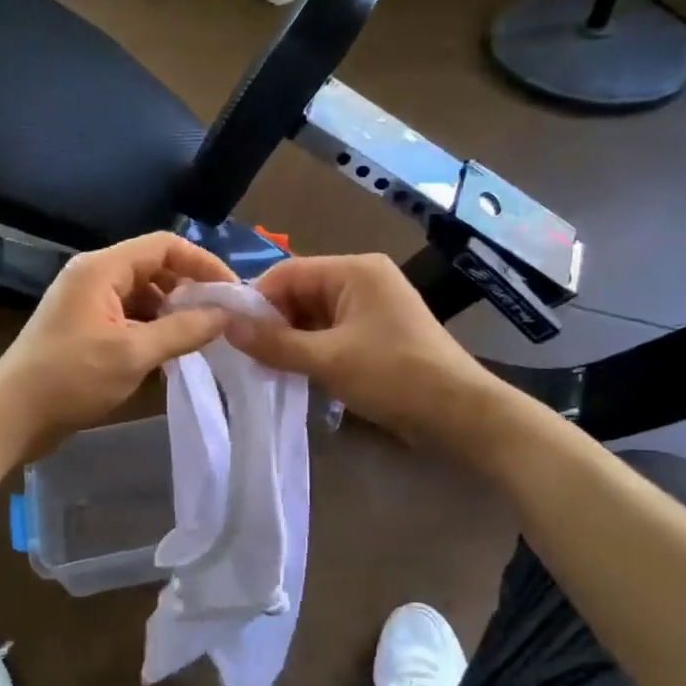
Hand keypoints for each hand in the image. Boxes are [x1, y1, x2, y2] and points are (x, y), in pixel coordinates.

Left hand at [0, 233, 236, 457]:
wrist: (12, 417)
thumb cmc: (70, 379)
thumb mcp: (133, 354)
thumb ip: (184, 330)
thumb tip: (227, 314)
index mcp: (101, 269)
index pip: (164, 245)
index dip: (202, 262)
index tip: (232, 292)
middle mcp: (94, 276)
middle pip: (155, 267)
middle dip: (190, 288)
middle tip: (222, 317)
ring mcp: (88, 302)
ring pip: (144, 294)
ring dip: (174, 311)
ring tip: (202, 337)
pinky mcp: (86, 327)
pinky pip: (130, 315)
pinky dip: (154, 328)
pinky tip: (172, 351)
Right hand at [229, 252, 508, 457]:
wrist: (460, 414)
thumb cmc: (393, 375)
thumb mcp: (327, 359)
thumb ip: (273, 343)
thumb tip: (225, 326)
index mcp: (355, 270)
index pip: (289, 272)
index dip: (257, 299)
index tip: (231, 331)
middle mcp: (364, 280)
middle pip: (302, 292)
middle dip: (274, 322)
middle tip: (246, 355)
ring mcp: (374, 307)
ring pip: (316, 315)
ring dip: (292, 339)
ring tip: (266, 367)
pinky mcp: (380, 334)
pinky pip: (334, 332)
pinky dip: (313, 349)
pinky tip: (295, 372)